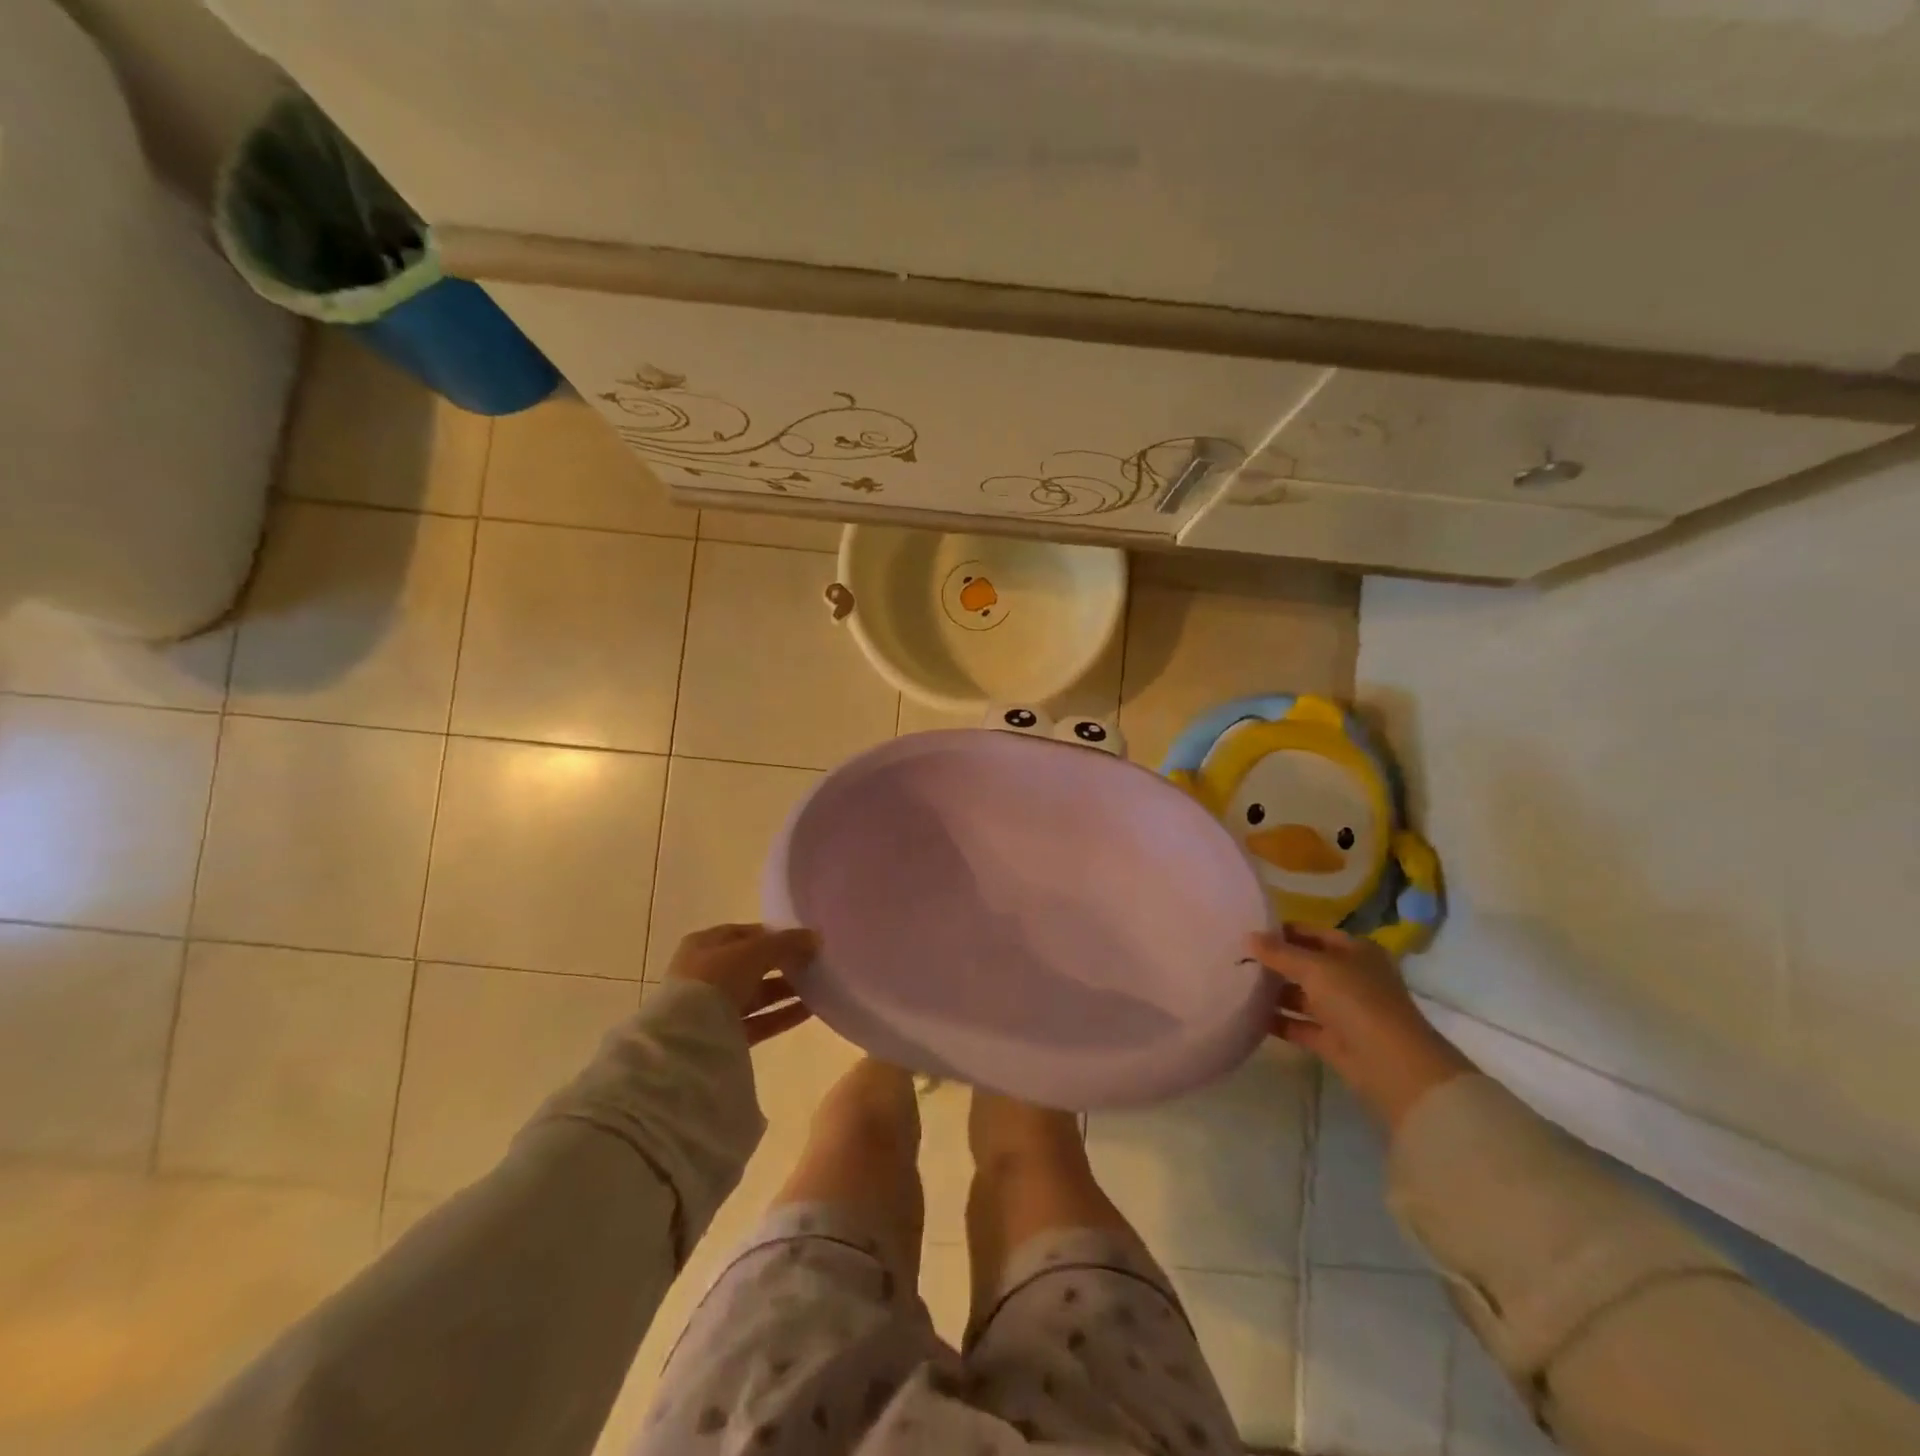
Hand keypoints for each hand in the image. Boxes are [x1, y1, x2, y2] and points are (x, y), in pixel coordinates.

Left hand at [667, 924, 817, 1045]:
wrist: (687, 1039)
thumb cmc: (716, 979)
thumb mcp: (754, 951)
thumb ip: (786, 943)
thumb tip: (815, 938)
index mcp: (704, 945)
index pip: (744, 934)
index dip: (773, 935)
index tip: (802, 939)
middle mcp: (706, 974)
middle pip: (752, 965)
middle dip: (782, 963)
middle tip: (813, 963)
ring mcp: (714, 1007)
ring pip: (757, 994)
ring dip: (786, 990)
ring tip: (819, 986)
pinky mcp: (725, 1036)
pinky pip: (759, 1021)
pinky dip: (782, 1015)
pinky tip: (811, 1009)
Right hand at [1250, 923, 1475, 1132]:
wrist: (1394, 1067)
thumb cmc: (1358, 1002)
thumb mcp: (1316, 969)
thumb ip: (1280, 953)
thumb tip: (1248, 937)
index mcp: (1355, 951)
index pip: (1312, 933)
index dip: (1282, 931)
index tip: (1246, 932)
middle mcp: (1350, 977)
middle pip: (1305, 964)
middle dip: (1273, 962)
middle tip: (1235, 958)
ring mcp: (1343, 1010)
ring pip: (1300, 995)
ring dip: (1273, 992)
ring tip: (1235, 985)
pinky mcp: (1333, 1040)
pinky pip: (1299, 1024)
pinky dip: (1277, 1021)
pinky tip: (1247, 1015)